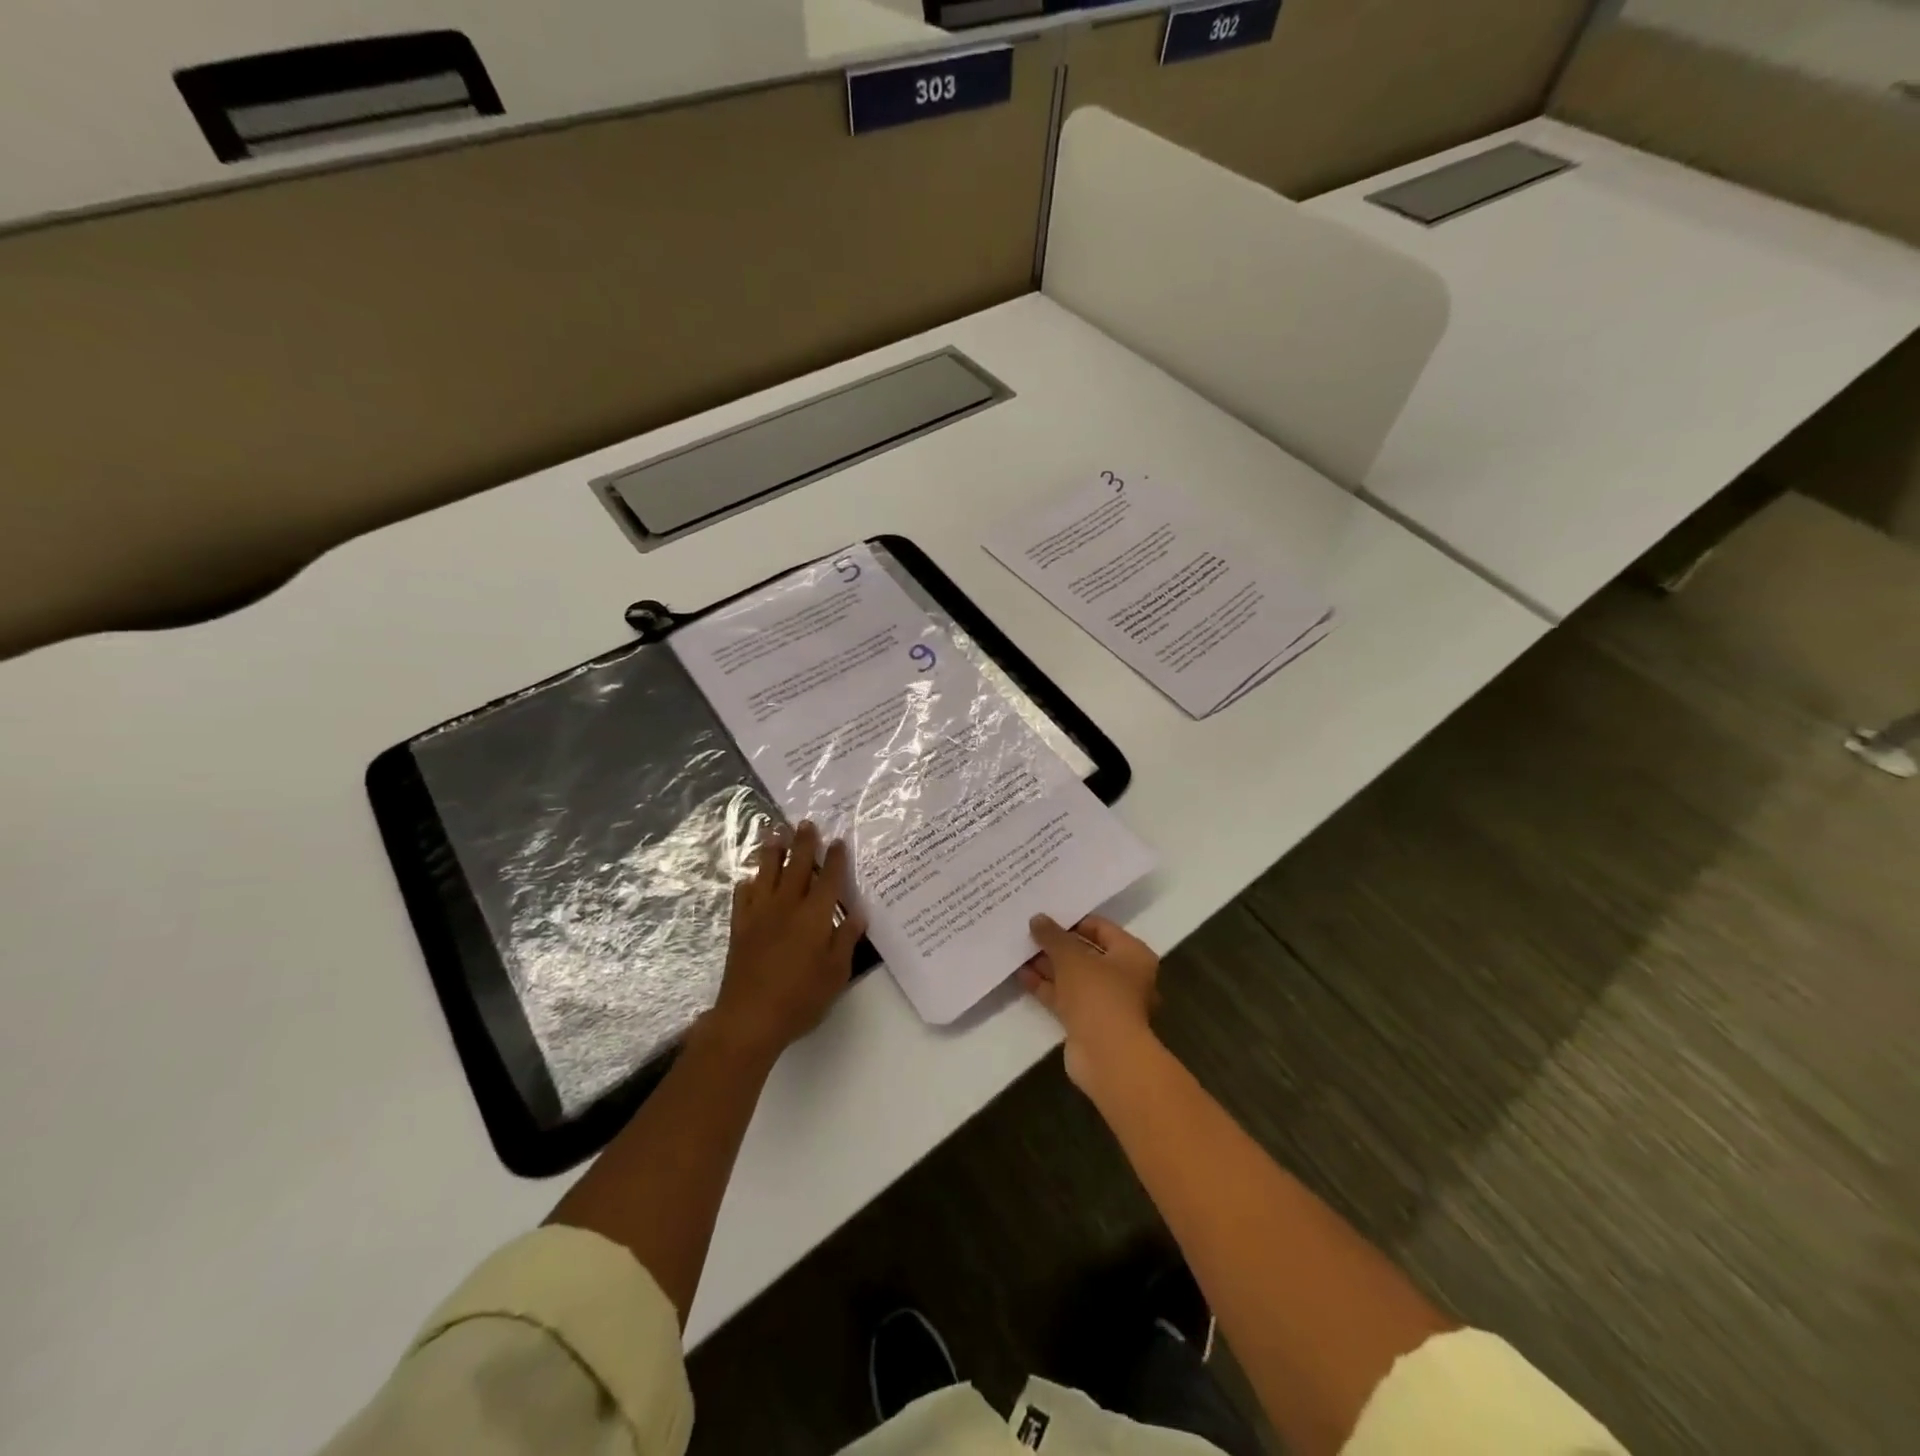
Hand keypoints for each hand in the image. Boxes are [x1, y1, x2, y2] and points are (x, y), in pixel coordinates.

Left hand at [704, 821, 865, 1063]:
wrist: (750, 1017)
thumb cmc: (801, 998)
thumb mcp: (836, 973)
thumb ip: (846, 939)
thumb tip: (858, 913)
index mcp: (815, 915)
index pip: (828, 878)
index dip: (835, 858)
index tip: (838, 841)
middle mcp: (787, 906)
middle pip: (796, 865)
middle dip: (803, 842)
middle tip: (805, 823)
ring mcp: (760, 914)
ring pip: (766, 872)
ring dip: (772, 850)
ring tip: (775, 832)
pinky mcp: (740, 927)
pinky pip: (743, 895)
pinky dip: (749, 882)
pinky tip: (751, 878)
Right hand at [1018, 914, 1159, 1092]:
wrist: (1106, 1056)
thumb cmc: (1098, 995)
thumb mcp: (1071, 957)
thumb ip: (1053, 936)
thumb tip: (1037, 918)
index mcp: (1132, 955)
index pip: (1102, 928)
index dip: (1074, 921)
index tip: (1046, 917)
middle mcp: (1124, 977)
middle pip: (1087, 953)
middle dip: (1058, 945)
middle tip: (1029, 933)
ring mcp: (1106, 1002)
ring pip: (1074, 977)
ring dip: (1049, 966)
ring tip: (1019, 951)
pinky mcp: (1088, 1023)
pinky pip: (1066, 998)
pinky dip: (1047, 987)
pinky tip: (1022, 975)